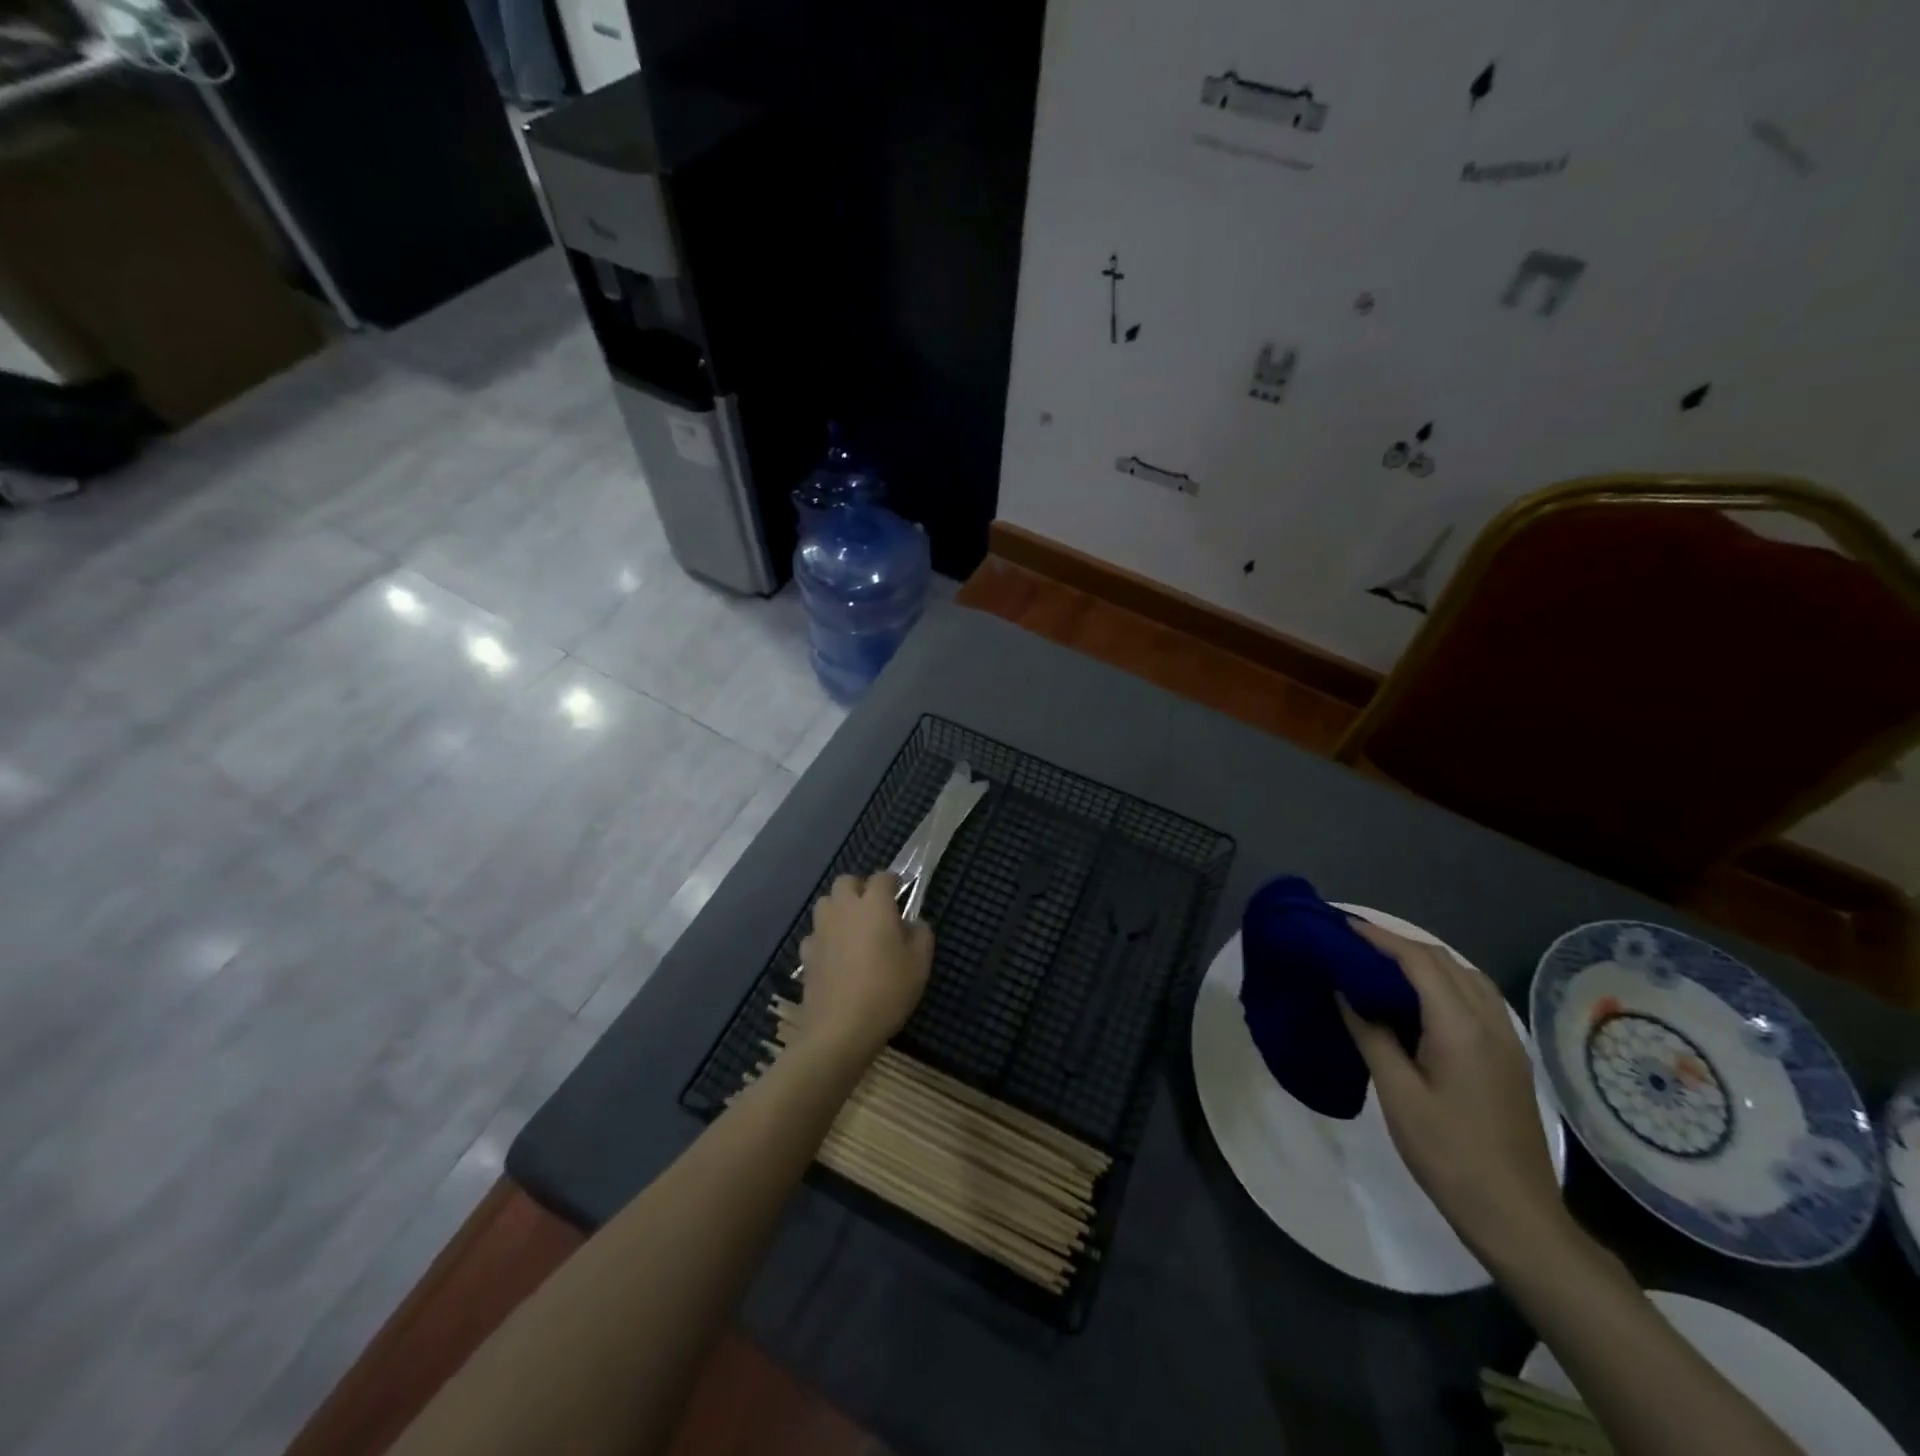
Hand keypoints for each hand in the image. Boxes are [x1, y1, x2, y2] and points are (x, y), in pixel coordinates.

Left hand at [796, 873, 932, 1062]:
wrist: (840, 1028)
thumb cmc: (887, 991)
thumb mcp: (920, 964)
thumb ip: (921, 934)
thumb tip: (913, 923)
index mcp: (874, 905)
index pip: (882, 877)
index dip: (892, 882)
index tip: (899, 893)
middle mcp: (844, 909)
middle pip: (846, 881)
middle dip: (859, 888)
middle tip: (874, 910)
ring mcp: (821, 930)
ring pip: (826, 903)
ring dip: (839, 908)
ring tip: (853, 929)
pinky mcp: (806, 953)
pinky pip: (815, 933)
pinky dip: (825, 937)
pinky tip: (835, 955)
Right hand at [1338, 922, 1571, 1260]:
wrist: (1516, 1216)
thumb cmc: (1448, 1154)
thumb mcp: (1397, 1093)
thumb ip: (1371, 1034)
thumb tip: (1346, 992)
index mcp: (1460, 1027)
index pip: (1418, 962)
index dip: (1379, 938)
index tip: (1342, 926)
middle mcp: (1490, 1023)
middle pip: (1444, 962)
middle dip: (1398, 943)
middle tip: (1354, 941)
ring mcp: (1506, 1040)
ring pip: (1465, 977)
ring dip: (1424, 961)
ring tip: (1382, 962)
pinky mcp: (1509, 1058)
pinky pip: (1476, 998)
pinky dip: (1443, 982)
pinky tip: (1419, 998)